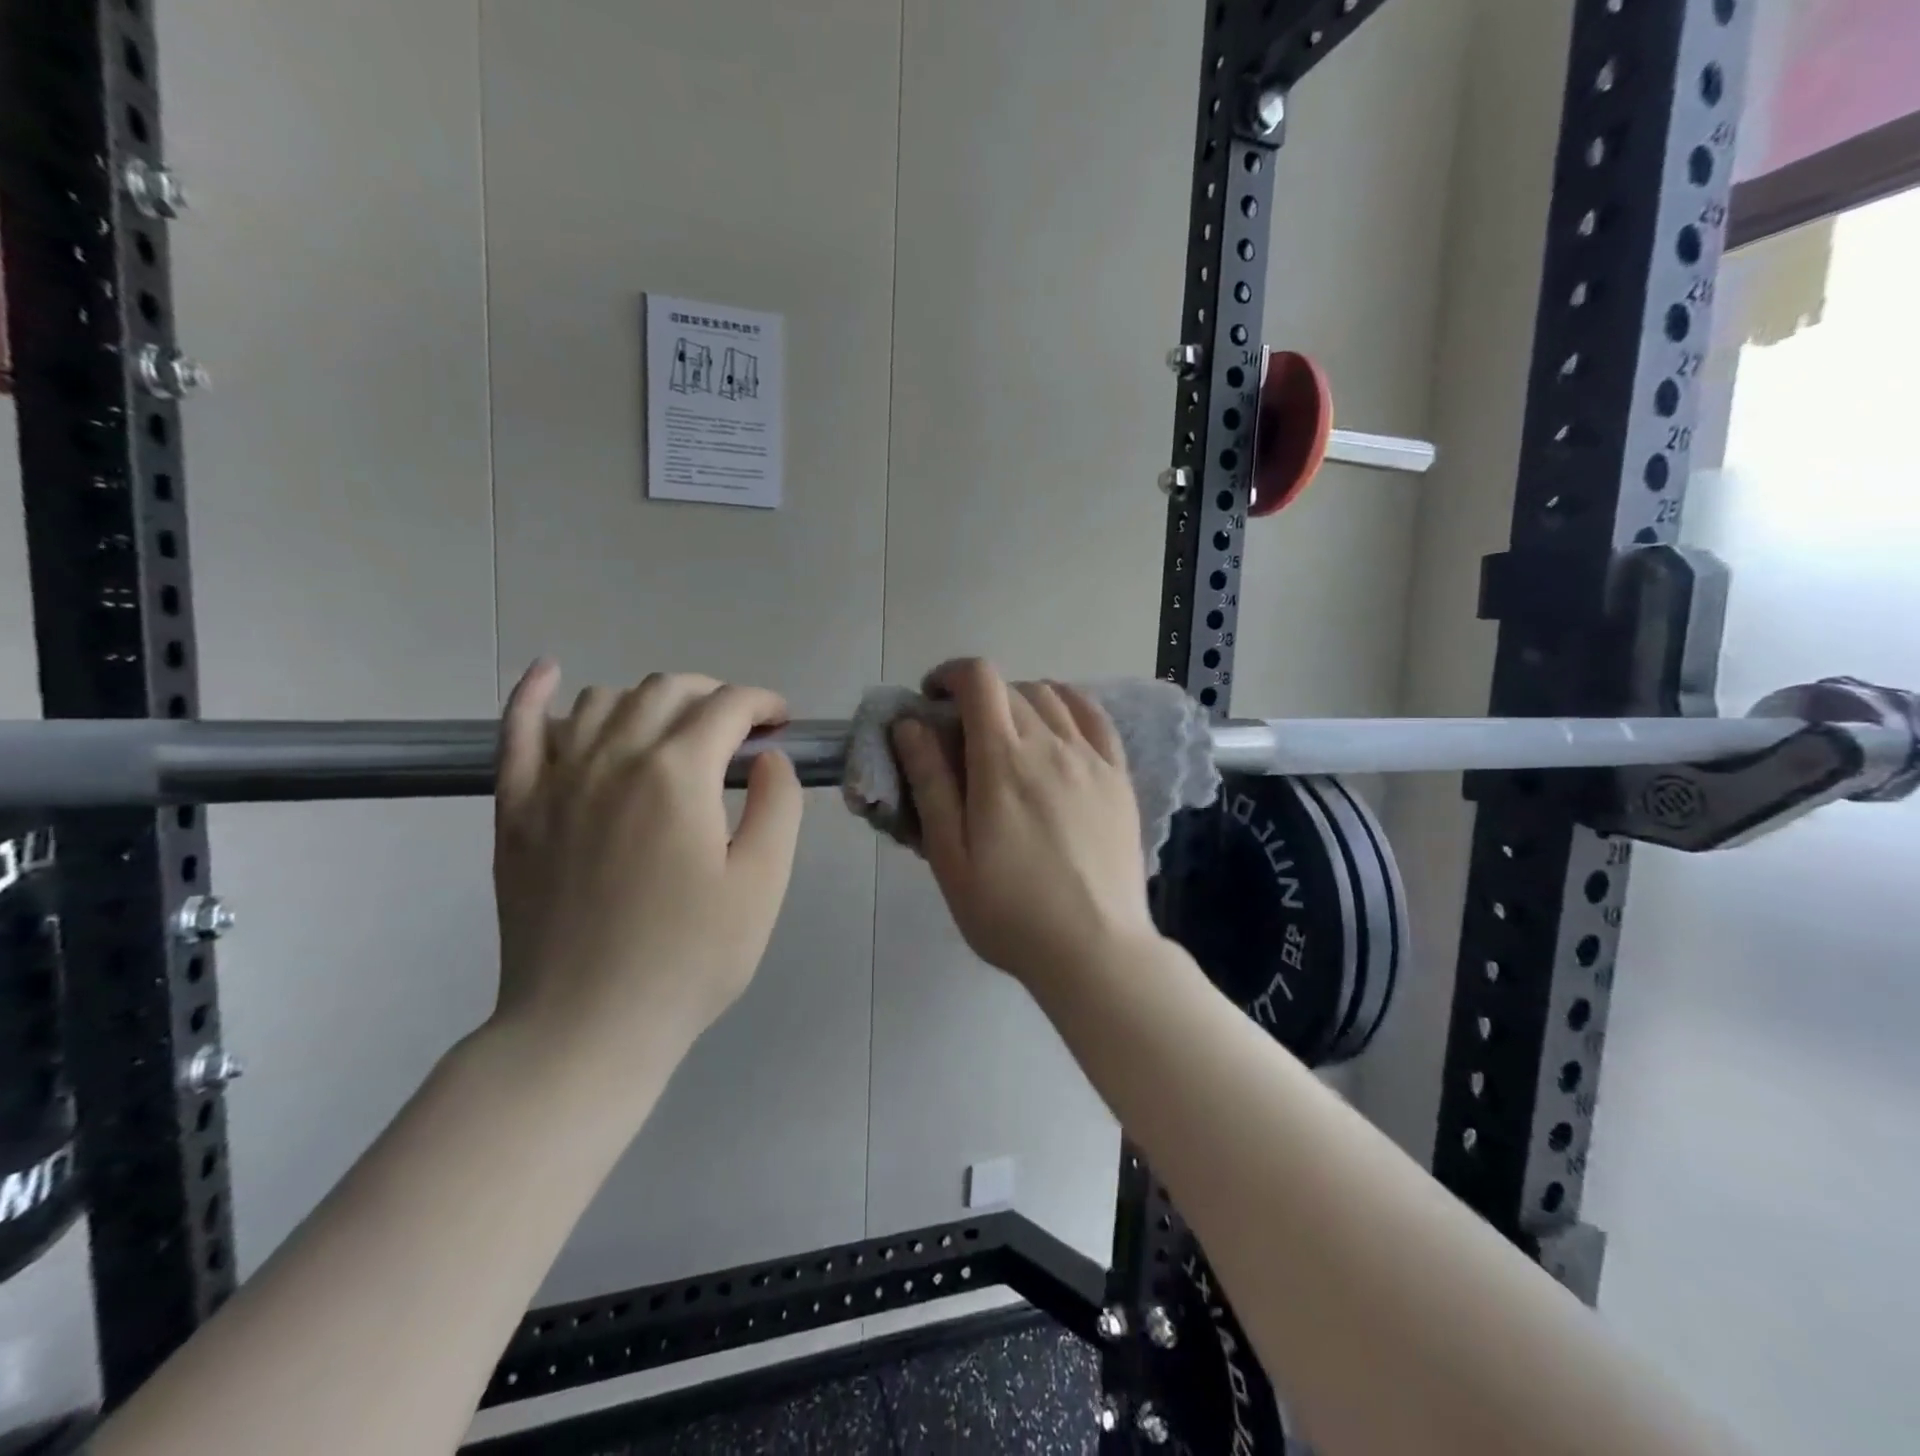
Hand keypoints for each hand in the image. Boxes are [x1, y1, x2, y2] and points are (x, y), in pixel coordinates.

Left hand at [490, 663, 803, 1070]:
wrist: (587, 1025)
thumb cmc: (689, 959)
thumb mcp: (763, 884)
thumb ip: (778, 806)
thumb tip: (769, 758)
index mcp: (679, 774)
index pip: (728, 706)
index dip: (763, 703)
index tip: (782, 722)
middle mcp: (614, 758)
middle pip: (668, 690)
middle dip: (714, 695)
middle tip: (739, 729)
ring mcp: (556, 779)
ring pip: (605, 700)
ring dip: (650, 699)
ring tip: (675, 729)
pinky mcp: (516, 808)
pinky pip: (517, 730)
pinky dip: (533, 693)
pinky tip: (548, 673)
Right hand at [891, 659, 1158, 989]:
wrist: (1096, 950)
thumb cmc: (1010, 912)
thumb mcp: (951, 857)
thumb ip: (930, 784)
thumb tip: (911, 724)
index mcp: (1003, 762)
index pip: (979, 680)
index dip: (950, 675)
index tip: (932, 700)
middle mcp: (1051, 745)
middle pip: (1010, 688)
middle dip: (976, 696)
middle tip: (959, 735)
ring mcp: (1092, 758)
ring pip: (1051, 697)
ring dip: (1018, 700)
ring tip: (1005, 735)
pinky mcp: (1119, 777)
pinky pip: (1095, 717)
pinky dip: (1068, 705)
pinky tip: (1057, 725)